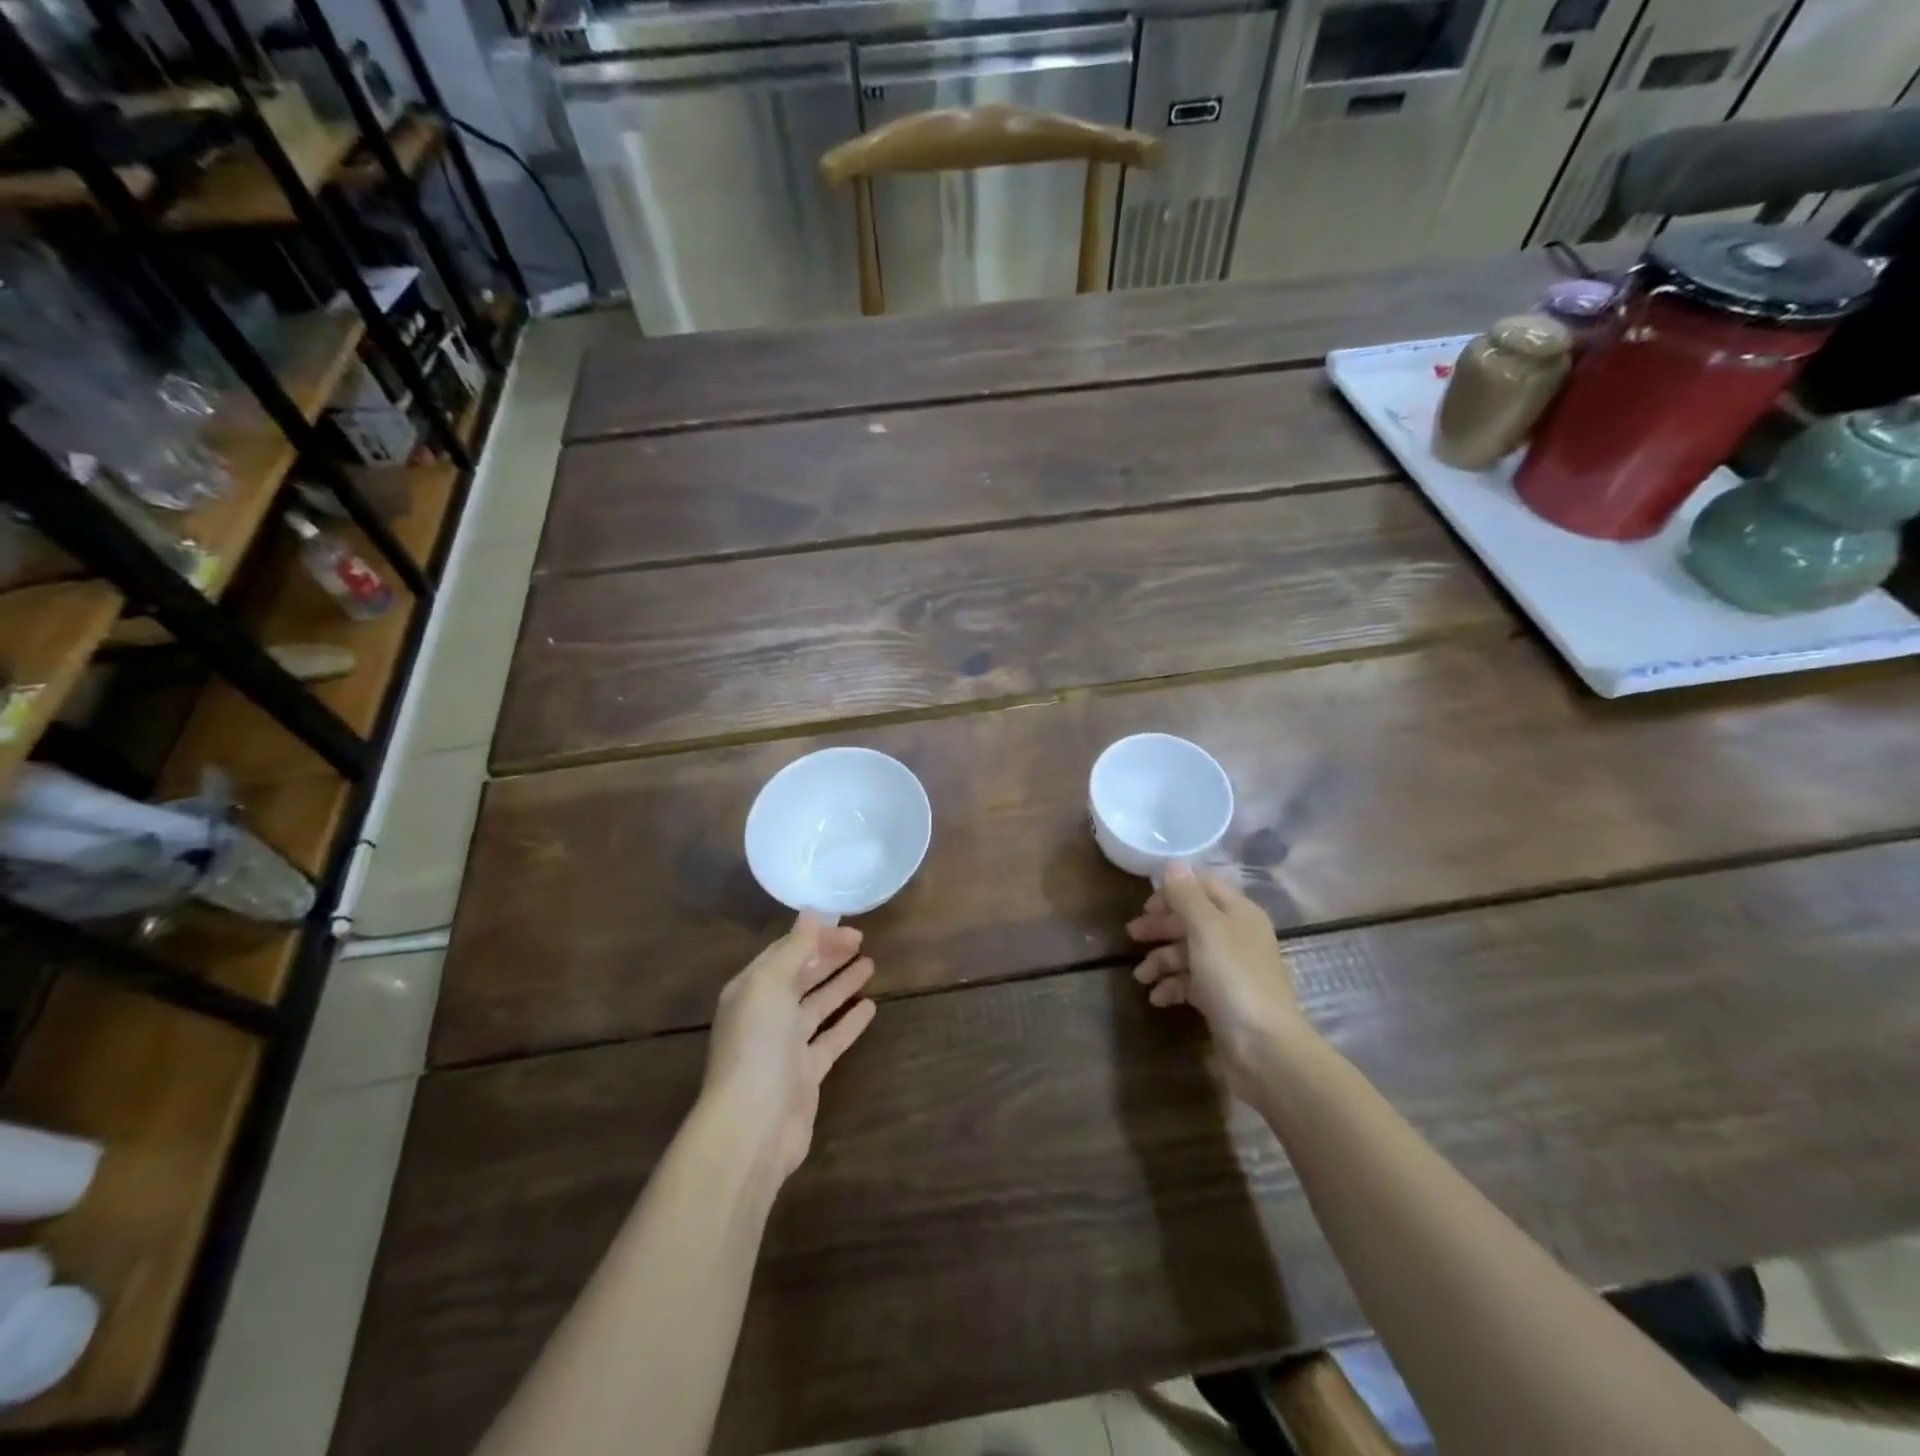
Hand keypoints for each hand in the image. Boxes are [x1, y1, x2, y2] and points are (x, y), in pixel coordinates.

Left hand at [702, 913, 876, 1183]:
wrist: (752, 1126)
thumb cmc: (758, 1046)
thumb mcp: (770, 985)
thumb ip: (793, 949)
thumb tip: (810, 914)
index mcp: (751, 989)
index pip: (786, 953)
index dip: (816, 938)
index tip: (850, 929)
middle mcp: (766, 1014)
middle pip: (801, 977)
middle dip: (828, 957)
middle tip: (862, 941)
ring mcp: (785, 1046)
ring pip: (818, 1006)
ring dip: (841, 984)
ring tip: (870, 965)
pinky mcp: (805, 1074)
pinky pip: (831, 1039)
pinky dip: (849, 1022)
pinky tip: (871, 1007)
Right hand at [1127, 861, 1301, 1095]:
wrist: (1264, 1047)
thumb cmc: (1233, 978)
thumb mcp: (1206, 929)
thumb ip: (1186, 896)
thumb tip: (1173, 864)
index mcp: (1238, 913)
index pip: (1202, 887)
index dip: (1173, 892)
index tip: (1146, 905)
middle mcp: (1236, 936)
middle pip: (1192, 920)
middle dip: (1161, 926)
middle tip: (1132, 935)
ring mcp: (1229, 969)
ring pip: (1188, 953)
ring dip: (1161, 960)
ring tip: (1140, 977)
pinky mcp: (1222, 999)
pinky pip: (1190, 983)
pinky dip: (1172, 986)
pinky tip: (1157, 997)